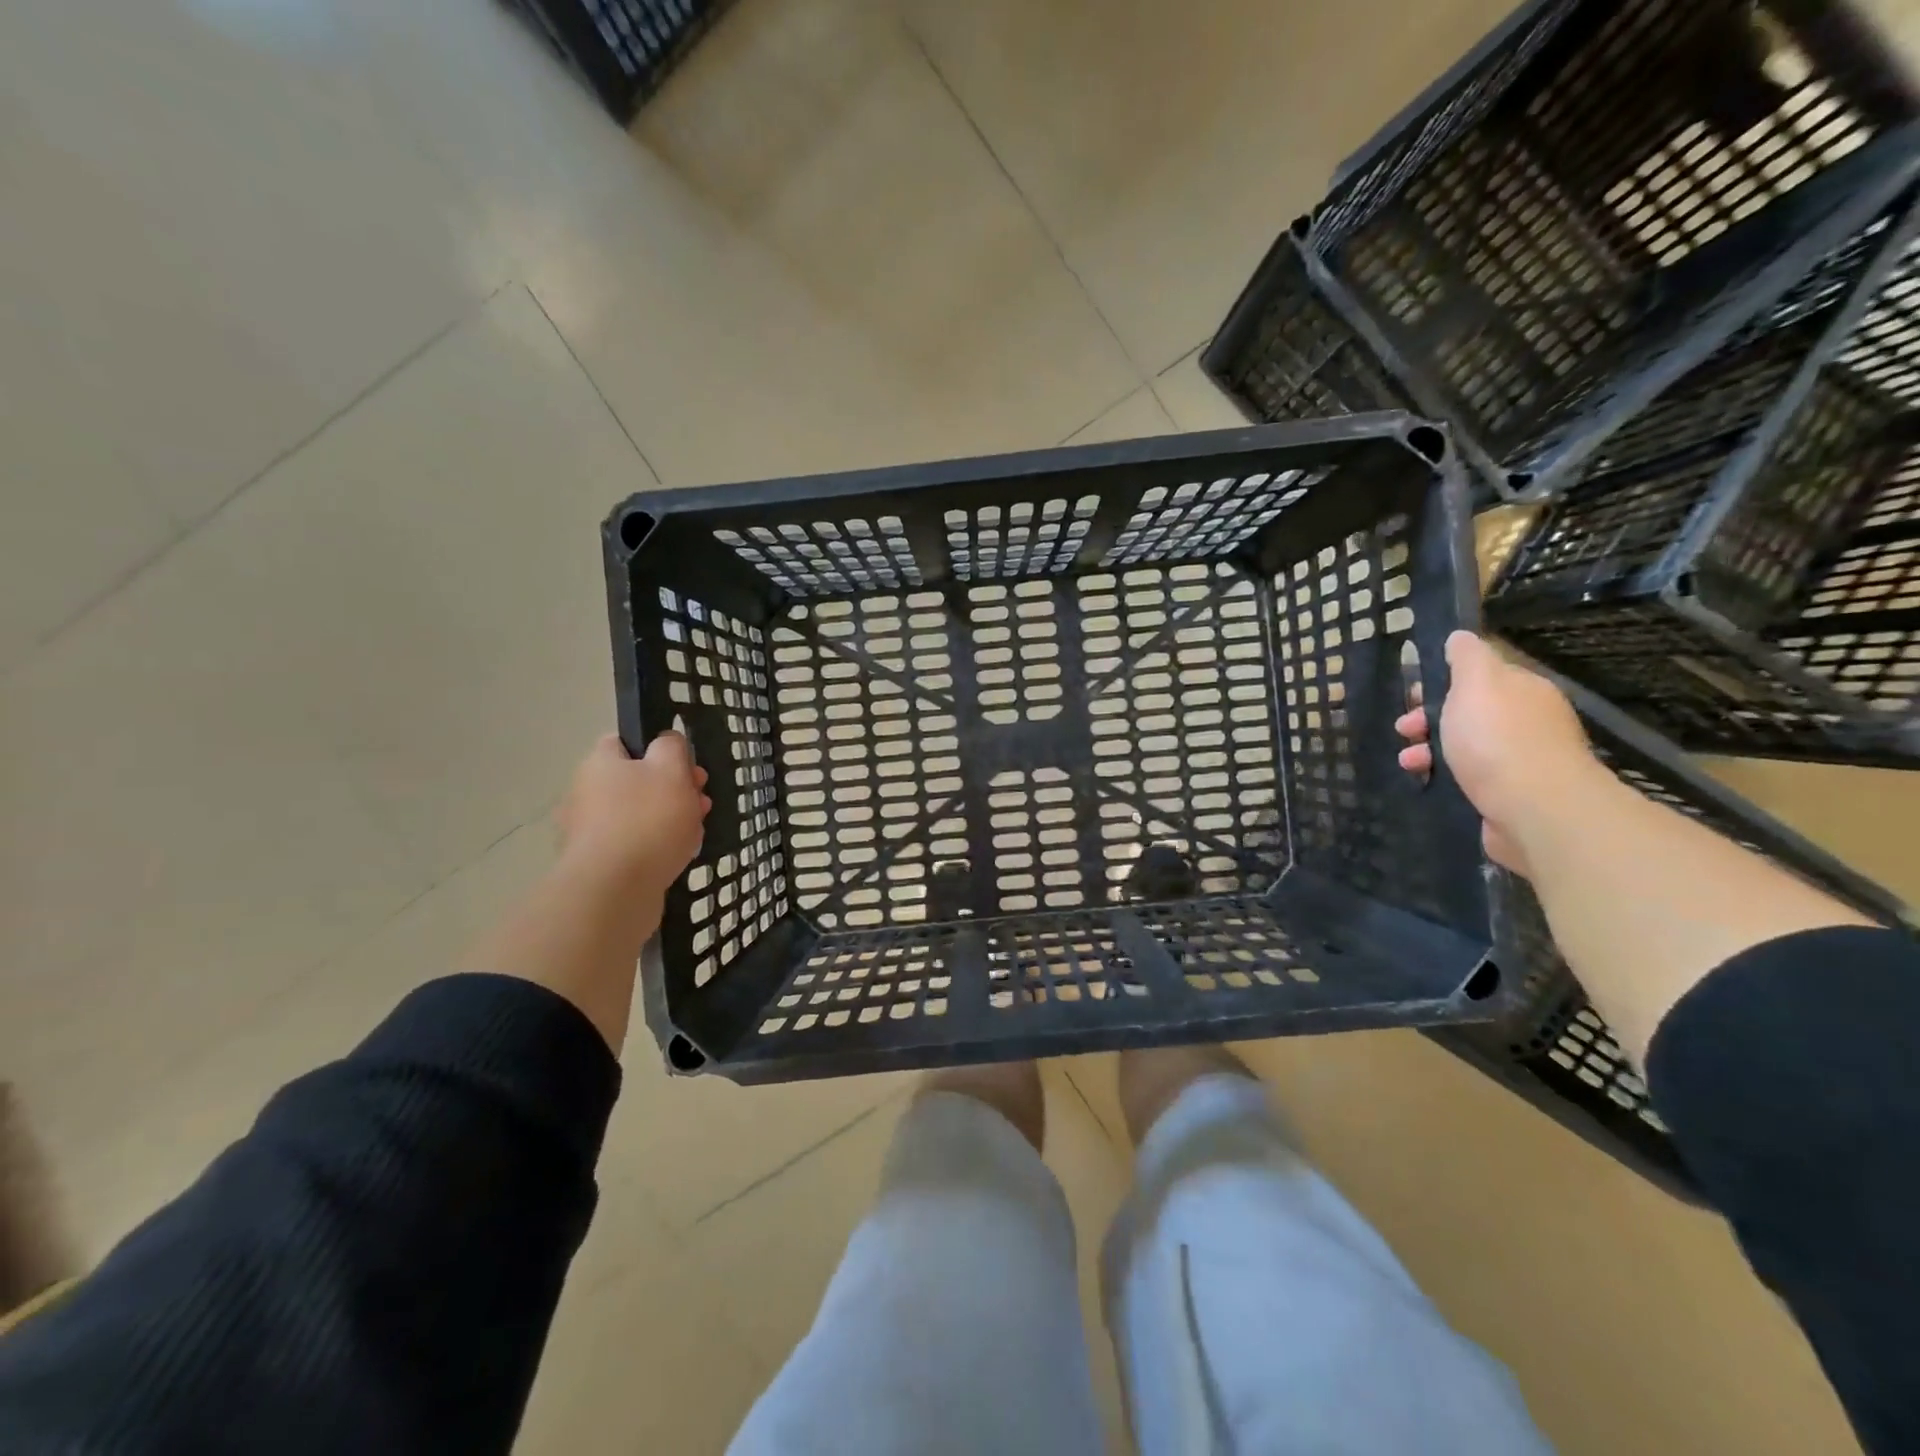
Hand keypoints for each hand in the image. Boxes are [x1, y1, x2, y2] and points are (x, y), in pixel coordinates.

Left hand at [555, 733, 710, 896]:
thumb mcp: (671, 769)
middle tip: (701, 800)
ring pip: (639, 815)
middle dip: (674, 789)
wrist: (614, 891)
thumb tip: (666, 741)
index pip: (624, 742)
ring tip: (696, 831)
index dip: (658, 750)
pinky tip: (678, 856)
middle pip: (637, 781)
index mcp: (600, 764)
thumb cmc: (647, 820)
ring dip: (670, 818)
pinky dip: (656, 847)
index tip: (686, 766)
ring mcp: (590, 832)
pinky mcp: (598, 864)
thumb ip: (672, 747)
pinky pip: (634, 846)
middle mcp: (587, 793)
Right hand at [1395, 631, 1601, 874]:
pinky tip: (1424, 779)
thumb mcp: (1476, 683)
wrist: (1533, 807)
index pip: (1480, 677)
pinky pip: (1467, 776)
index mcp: (1523, 690)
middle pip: (1468, 712)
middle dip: (1429, 718)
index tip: (1414, 696)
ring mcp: (1520, 760)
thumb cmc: (1497, 738)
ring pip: (1463, 746)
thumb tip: (1460, 636)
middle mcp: (1527, 721)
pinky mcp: (1509, 794)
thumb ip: (1466, 657)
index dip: (1441, 682)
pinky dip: (1442, 775)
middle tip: (1405, 729)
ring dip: (1428, 749)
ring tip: (1409, 761)